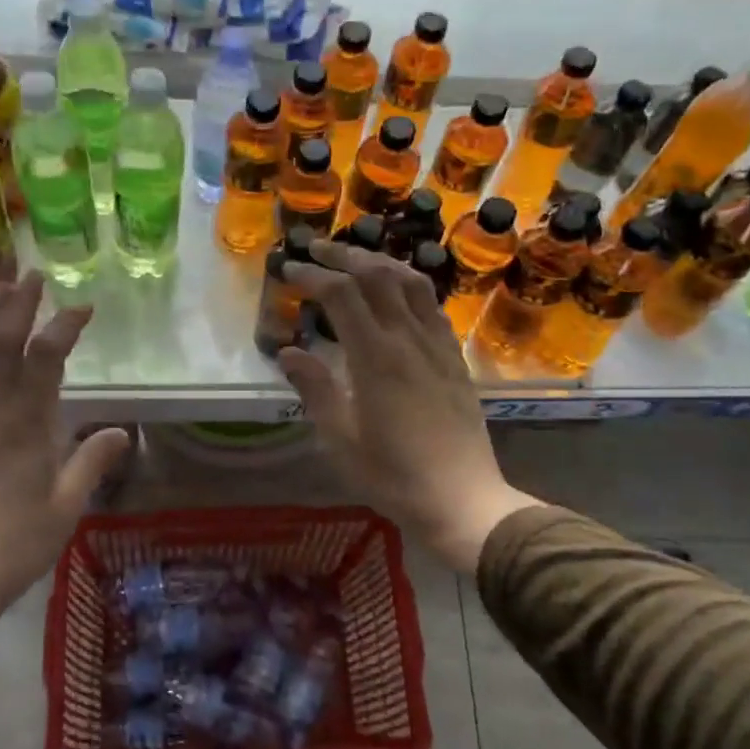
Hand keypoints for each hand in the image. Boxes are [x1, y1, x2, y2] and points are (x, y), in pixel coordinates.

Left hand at [0, 273, 130, 645]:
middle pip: (0, 345)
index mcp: (25, 427)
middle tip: (30, 273)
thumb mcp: (66, 506)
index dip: (63, 326)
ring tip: (1, 291)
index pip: (44, 359)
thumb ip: (91, 462)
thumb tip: (119, 431)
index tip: (82, 307)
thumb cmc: (16, 543)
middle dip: (16, 306)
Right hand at [278, 241, 536, 571]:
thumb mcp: (340, 440)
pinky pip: (433, 307)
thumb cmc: (393, 476)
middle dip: (344, 255)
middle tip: (315, 249)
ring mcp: (438, 346)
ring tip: (356, 260)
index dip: (312, 276)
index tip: (289, 270)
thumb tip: (288, 352)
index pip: (341, 295)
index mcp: (376, 358)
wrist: (462, 499)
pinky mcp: (455, 359)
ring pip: (412, 283)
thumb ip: (314, 390)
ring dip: (381, 262)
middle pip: (378, 276)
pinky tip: (399, 294)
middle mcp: (409, 340)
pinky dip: (410, 286)